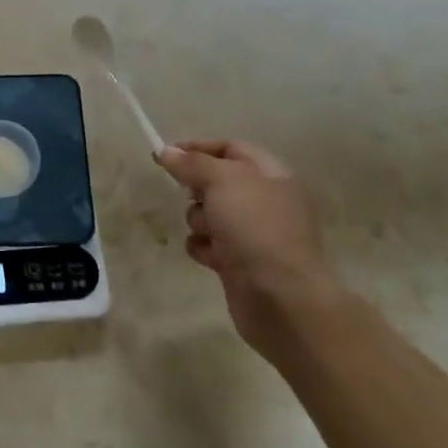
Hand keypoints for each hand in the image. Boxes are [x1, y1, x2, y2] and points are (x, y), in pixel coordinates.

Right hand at [156, 139, 341, 360]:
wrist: (282, 299)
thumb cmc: (256, 228)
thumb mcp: (223, 181)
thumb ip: (192, 163)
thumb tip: (166, 151)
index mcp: (272, 175)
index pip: (231, 148)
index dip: (199, 148)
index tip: (166, 154)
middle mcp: (265, 201)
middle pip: (217, 182)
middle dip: (197, 188)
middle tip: (191, 195)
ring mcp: (253, 234)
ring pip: (209, 214)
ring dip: (199, 220)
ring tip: (207, 232)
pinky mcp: (240, 263)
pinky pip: (209, 244)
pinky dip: (204, 248)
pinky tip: (209, 257)